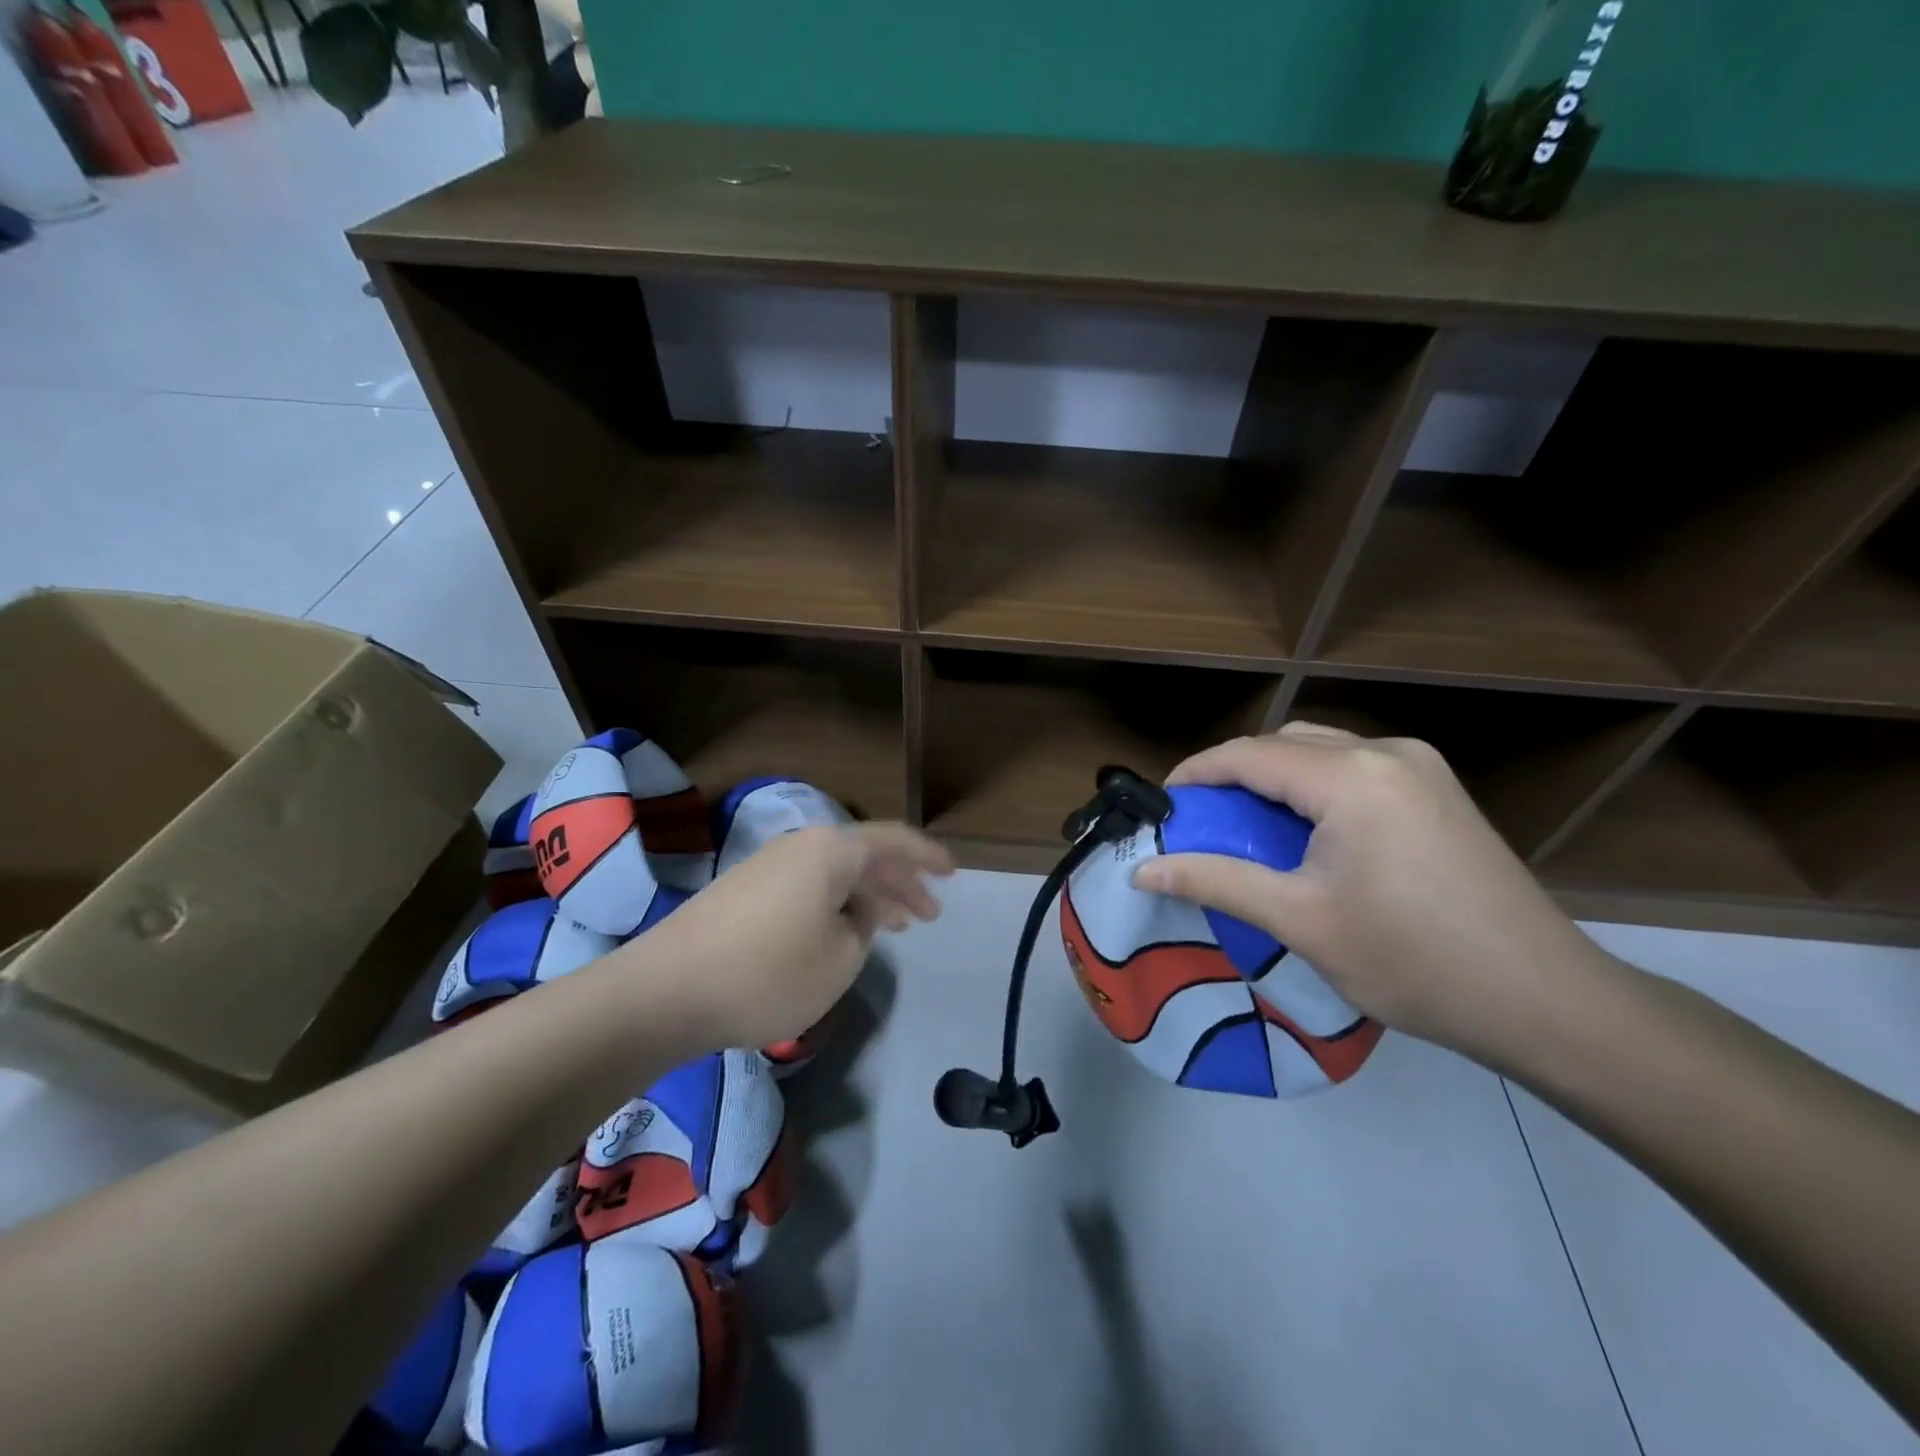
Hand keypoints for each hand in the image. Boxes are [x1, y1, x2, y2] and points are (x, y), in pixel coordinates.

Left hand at [633, 822, 953, 1049]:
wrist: (666, 990)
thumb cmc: (768, 972)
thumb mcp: (841, 958)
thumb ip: (864, 927)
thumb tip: (858, 910)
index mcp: (831, 850)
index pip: (893, 841)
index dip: (928, 857)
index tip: (954, 873)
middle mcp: (801, 846)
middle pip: (864, 856)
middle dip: (900, 883)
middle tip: (927, 914)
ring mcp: (768, 866)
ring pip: (835, 873)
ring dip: (868, 896)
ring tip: (894, 926)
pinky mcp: (744, 891)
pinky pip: (807, 887)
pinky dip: (835, 905)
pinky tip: (839, 933)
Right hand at [1130, 724, 1613, 1067]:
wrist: (1546, 1000)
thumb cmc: (1412, 960)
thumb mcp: (1300, 921)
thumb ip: (1216, 882)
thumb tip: (1143, 870)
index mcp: (1350, 776)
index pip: (1247, 754)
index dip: (1196, 775)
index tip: (1162, 807)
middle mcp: (1385, 752)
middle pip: (1283, 743)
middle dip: (1233, 775)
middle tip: (1201, 822)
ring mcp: (1420, 767)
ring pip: (1321, 751)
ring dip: (1274, 779)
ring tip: (1247, 828)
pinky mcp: (1439, 791)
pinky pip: (1354, 768)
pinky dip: (1313, 788)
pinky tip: (1306, 833)